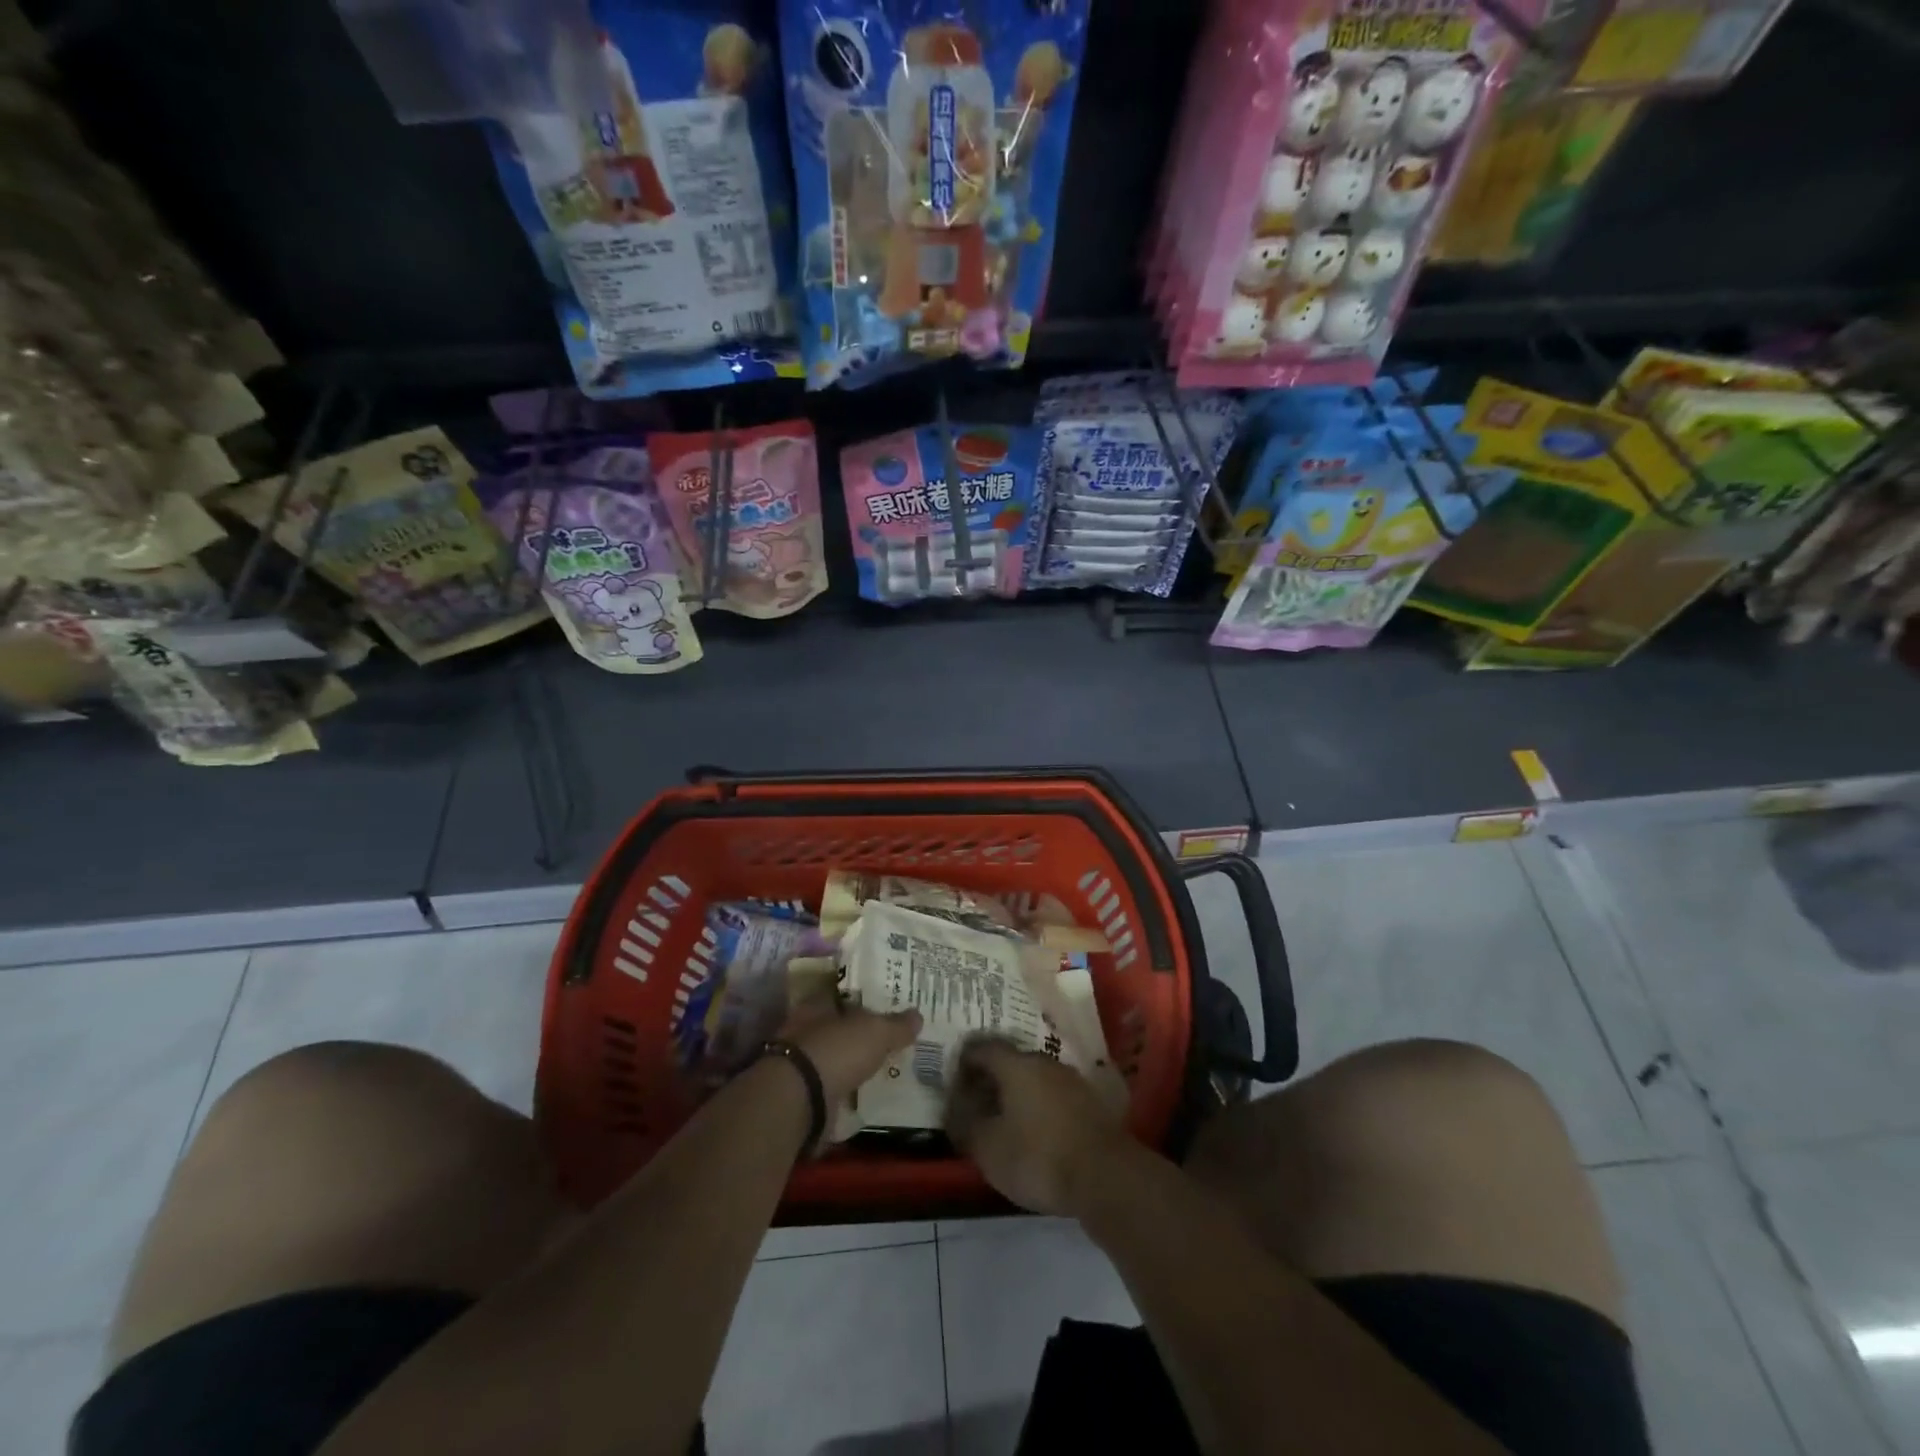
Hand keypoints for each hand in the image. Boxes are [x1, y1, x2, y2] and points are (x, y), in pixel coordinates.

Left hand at [781, 1001, 922, 1108]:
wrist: (799, 1100)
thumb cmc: (837, 1050)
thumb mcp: (876, 1032)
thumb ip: (897, 1025)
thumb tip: (918, 1015)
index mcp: (816, 1004)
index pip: (840, 994)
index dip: (861, 998)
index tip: (882, 1005)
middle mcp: (803, 1029)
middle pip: (835, 1026)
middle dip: (855, 1032)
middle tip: (883, 1037)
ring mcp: (798, 1062)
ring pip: (830, 1056)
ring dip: (848, 1062)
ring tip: (876, 1066)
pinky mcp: (800, 1093)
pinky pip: (828, 1086)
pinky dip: (841, 1089)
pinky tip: (860, 1093)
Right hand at [945, 1036, 1125, 1215]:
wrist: (1105, 1177)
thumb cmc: (1038, 1157)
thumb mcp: (989, 1149)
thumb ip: (966, 1126)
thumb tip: (955, 1111)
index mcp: (1016, 1065)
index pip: (982, 1048)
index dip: (964, 1062)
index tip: (953, 1081)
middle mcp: (1044, 1062)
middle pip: (1009, 1062)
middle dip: (990, 1079)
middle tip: (976, 1103)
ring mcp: (1070, 1080)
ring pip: (1033, 1079)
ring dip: (1016, 1094)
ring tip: (1003, 1121)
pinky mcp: (1089, 1103)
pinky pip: (1053, 1096)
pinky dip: (1038, 1107)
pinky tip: (1034, 1133)